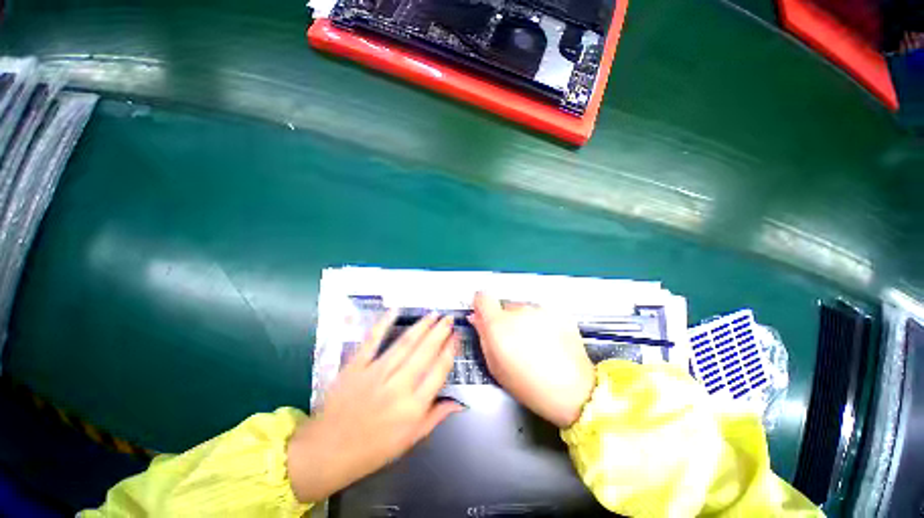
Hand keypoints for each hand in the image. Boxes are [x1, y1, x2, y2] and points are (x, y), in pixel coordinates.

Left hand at [287, 312, 461, 502]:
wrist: (326, 452)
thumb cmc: (373, 449)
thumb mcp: (410, 440)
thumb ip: (436, 417)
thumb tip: (460, 403)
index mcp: (413, 407)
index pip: (439, 370)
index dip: (450, 350)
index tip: (456, 336)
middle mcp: (398, 387)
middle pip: (425, 352)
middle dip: (440, 332)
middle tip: (448, 318)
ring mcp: (376, 374)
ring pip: (405, 343)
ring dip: (422, 326)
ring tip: (433, 314)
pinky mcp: (356, 367)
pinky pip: (372, 341)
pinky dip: (383, 324)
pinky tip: (395, 311)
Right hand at [470, 292, 593, 427]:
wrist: (574, 391)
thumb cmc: (529, 385)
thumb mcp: (495, 366)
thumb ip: (482, 336)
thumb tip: (476, 317)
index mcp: (499, 324)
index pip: (483, 297)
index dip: (481, 305)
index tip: (484, 316)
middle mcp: (518, 310)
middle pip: (504, 306)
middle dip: (505, 320)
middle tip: (515, 342)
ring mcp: (540, 309)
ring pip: (523, 310)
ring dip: (524, 321)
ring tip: (535, 344)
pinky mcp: (557, 312)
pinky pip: (540, 313)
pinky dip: (541, 323)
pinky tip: (549, 342)